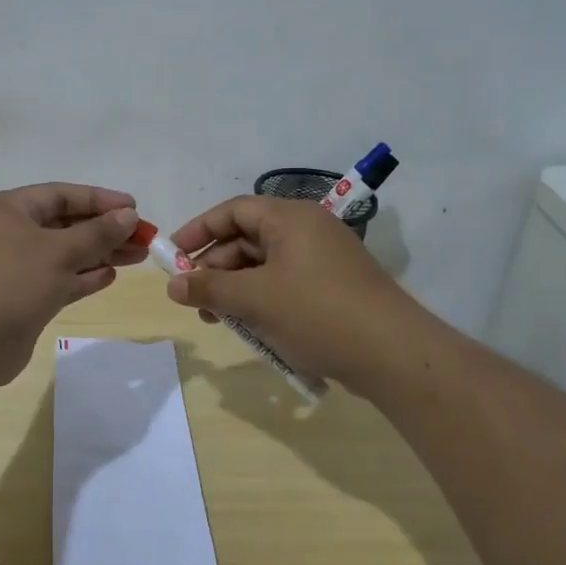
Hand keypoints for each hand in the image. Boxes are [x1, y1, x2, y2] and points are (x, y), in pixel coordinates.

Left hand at [0, 183, 147, 388]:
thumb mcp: (57, 252)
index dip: (100, 200)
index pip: (62, 195)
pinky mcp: (20, 299)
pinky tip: (110, 276)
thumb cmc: (8, 282)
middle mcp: (9, 234)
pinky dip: (83, 277)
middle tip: (144, 238)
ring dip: (99, 254)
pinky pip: (58, 281)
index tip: (135, 209)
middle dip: (105, 230)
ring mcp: (14, 269)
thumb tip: (128, 216)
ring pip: (64, 254)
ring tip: (138, 256)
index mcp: (9, 210)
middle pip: (65, 224)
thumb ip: (96, 233)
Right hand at [163, 196, 420, 389]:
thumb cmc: (317, 313)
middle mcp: (307, 230)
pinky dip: (262, 300)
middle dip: (216, 268)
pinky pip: (285, 284)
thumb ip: (210, 288)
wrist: (393, 354)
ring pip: (265, 266)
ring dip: (236, 289)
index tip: (172, 257)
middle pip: (247, 238)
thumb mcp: (255, 299)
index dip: (198, 231)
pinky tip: (251, 328)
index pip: (233, 211)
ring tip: (218, 320)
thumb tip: (172, 285)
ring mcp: (323, 259)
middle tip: (194, 299)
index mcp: (290, 218)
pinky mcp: (333, 287)